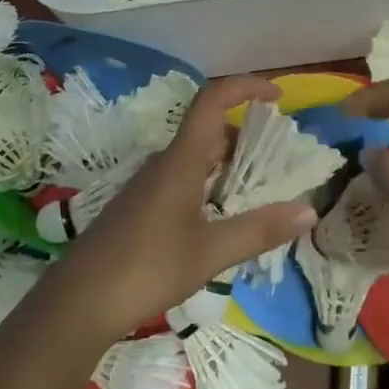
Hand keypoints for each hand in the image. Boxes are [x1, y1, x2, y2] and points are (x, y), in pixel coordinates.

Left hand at [57, 75, 316, 342]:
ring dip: (229, 164)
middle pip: (209, 130)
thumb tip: (309, 210)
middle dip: (246, 135)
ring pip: (196, 157)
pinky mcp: (141, 207)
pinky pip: (184, 178)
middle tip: (280, 159)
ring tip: (261, 189)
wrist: (79, 302)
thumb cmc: (148, 268)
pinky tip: (223, 217)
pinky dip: (211, 184)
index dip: (245, 87)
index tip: (277, 96)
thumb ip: (260, 230)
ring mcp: (149, 185)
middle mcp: (164, 162)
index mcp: (180, 160)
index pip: (212, 100)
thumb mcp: (211, 252)